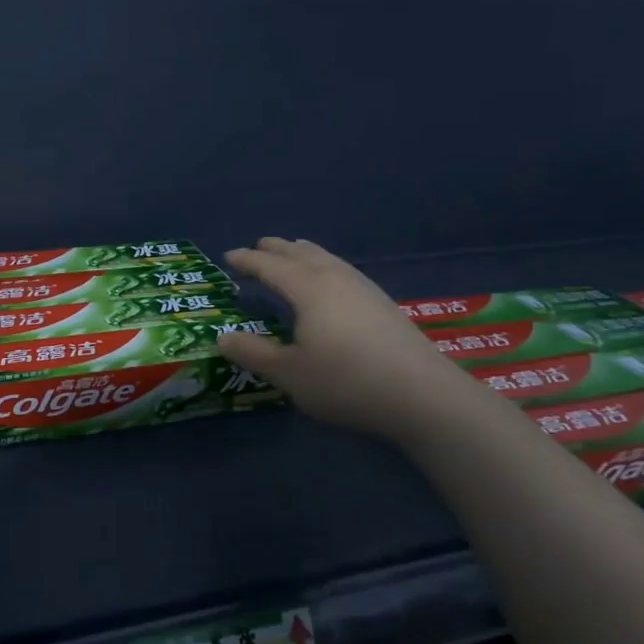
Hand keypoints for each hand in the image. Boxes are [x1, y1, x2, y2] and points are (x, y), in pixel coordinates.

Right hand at [216, 237, 491, 441]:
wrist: (422, 395)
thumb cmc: (346, 381)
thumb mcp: (289, 373)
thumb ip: (253, 353)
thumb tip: (222, 337)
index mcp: (308, 289)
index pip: (270, 266)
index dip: (247, 260)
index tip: (228, 257)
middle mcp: (335, 279)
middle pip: (300, 254)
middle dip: (275, 249)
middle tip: (257, 248)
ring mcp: (363, 289)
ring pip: (326, 259)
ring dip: (303, 253)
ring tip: (292, 253)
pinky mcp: (383, 304)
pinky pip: (342, 270)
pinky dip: (324, 265)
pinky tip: (331, 282)